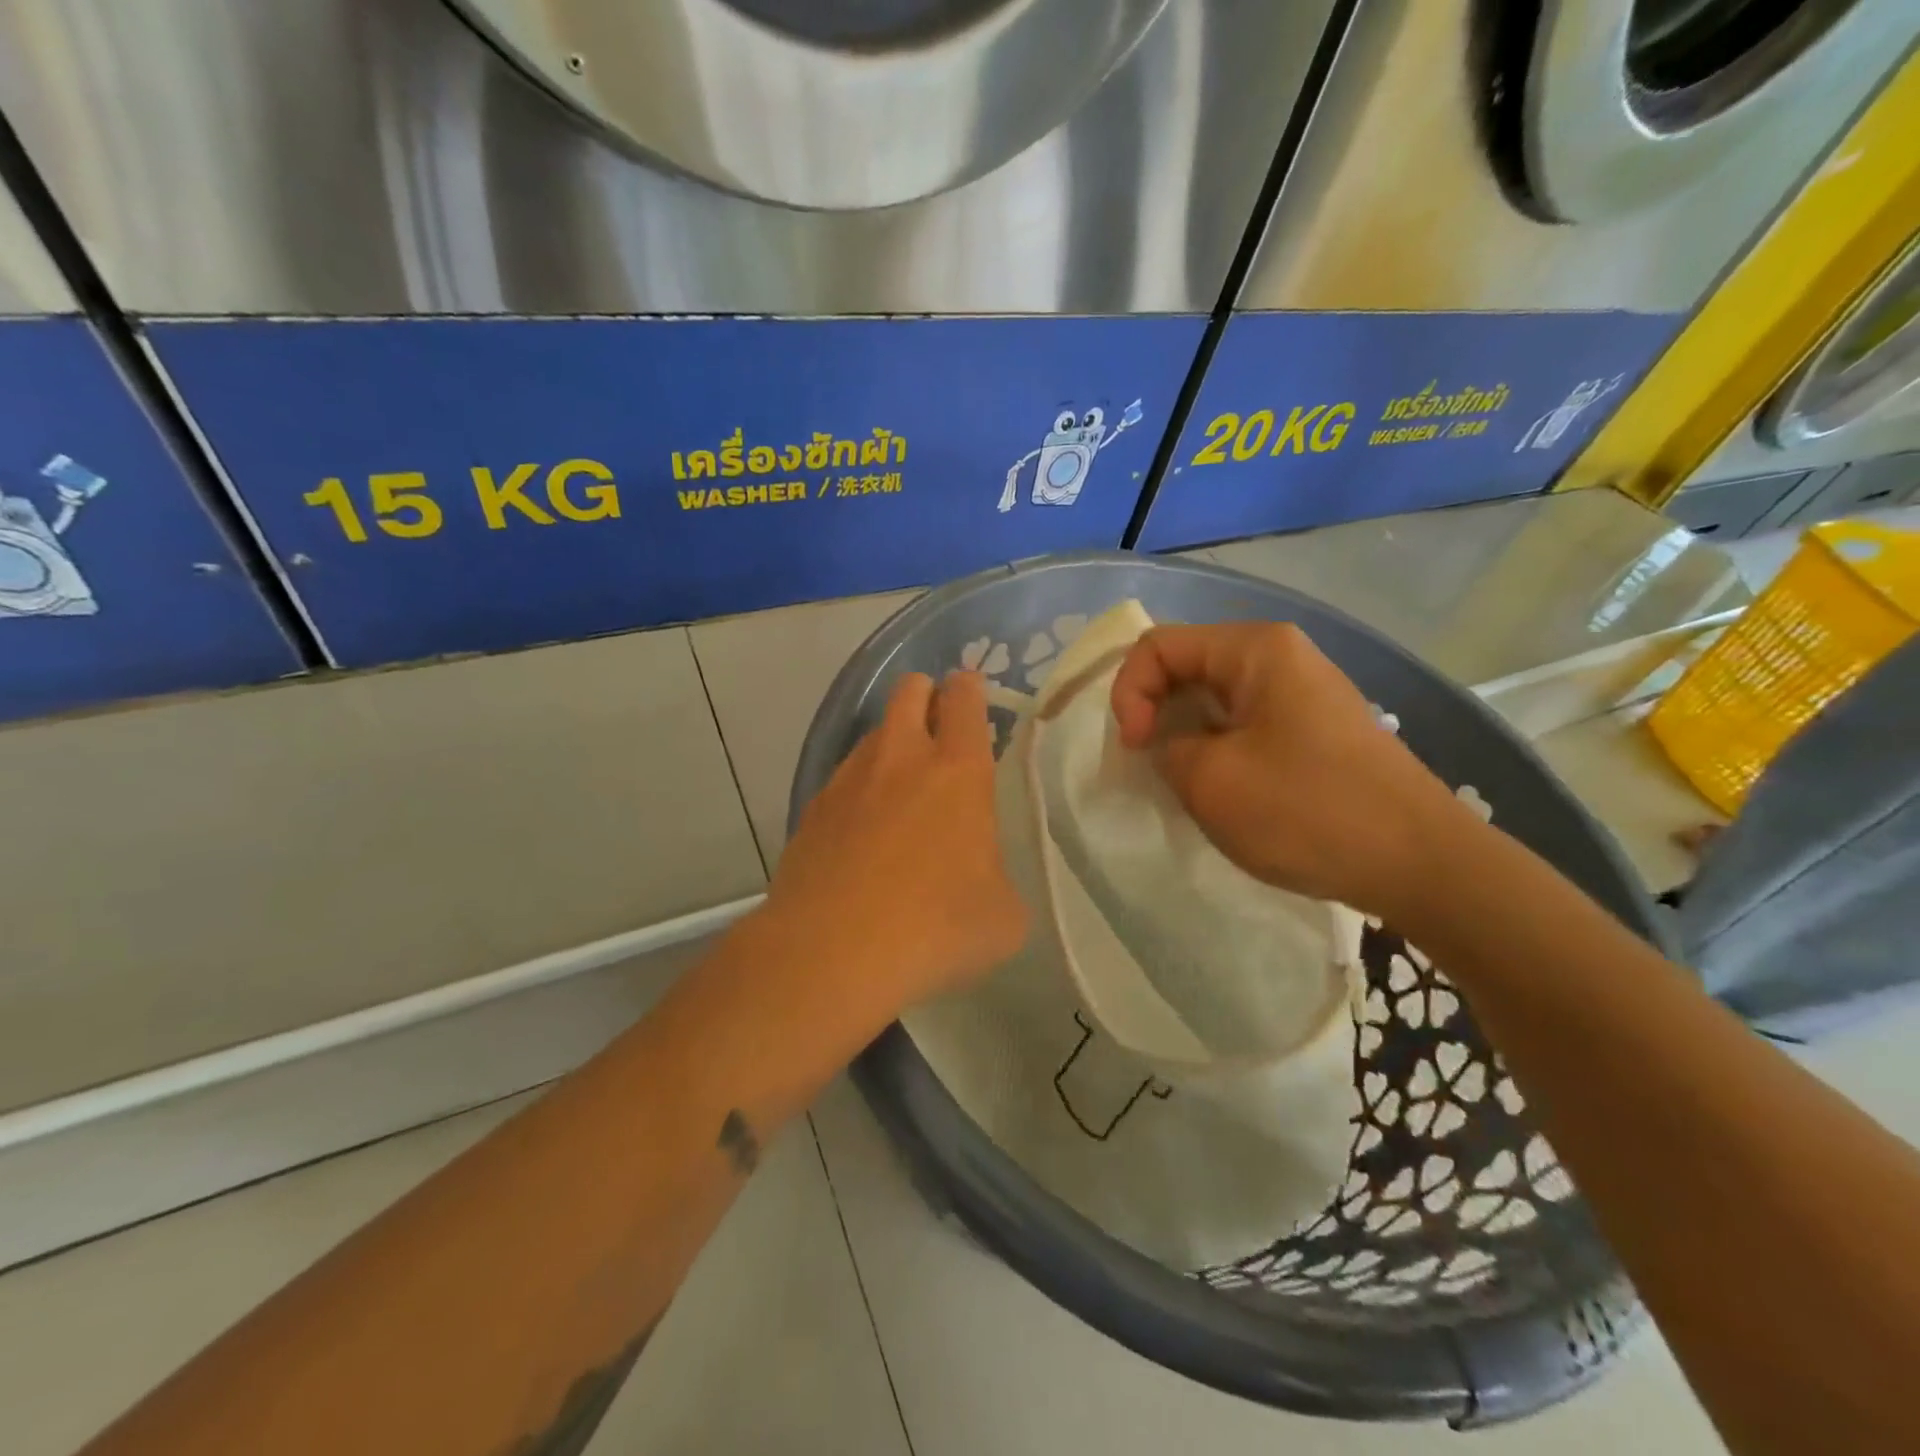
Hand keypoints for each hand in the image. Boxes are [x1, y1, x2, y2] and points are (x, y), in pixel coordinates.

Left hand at [769, 671, 1027, 1017]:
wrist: (833, 952)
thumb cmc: (935, 926)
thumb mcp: (1003, 917)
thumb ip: (998, 881)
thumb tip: (982, 881)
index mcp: (957, 771)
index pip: (964, 700)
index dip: (969, 687)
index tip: (971, 690)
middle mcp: (900, 760)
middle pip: (909, 692)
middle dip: (925, 693)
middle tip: (937, 720)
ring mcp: (848, 781)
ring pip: (873, 734)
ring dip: (891, 743)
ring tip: (900, 785)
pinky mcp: (812, 811)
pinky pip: (842, 780)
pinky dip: (858, 790)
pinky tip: (862, 832)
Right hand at [1109, 622, 1473, 920]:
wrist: (1419, 863)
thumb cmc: (1307, 810)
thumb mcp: (1209, 780)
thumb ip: (1164, 748)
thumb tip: (1168, 744)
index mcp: (1256, 649)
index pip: (1158, 646)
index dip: (1129, 692)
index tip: (1134, 747)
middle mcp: (1281, 656)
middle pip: (1187, 666)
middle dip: (1155, 712)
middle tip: (1149, 765)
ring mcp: (1303, 693)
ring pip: (1214, 699)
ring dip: (1184, 735)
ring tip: (1183, 782)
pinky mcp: (1314, 730)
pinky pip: (1244, 724)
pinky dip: (1216, 749)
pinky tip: (1223, 790)